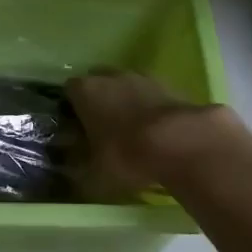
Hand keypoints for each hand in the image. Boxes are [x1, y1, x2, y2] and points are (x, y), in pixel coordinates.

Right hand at [66, 69, 239, 194]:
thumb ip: (79, 172)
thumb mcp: (94, 176)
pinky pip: (153, 95)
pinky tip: (158, 132)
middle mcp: (111, 76)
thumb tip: (71, 172)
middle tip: (103, 129)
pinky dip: (152, 109)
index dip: (72, 109)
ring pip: (128, 86)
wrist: (181, 143)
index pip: (69, 91)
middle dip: (100, 101)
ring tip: (134, 132)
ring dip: (128, 102)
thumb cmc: (127, 156)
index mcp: (86, 91)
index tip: (76, 129)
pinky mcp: (171, 85)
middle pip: (99, 83)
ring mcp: (143, 77)